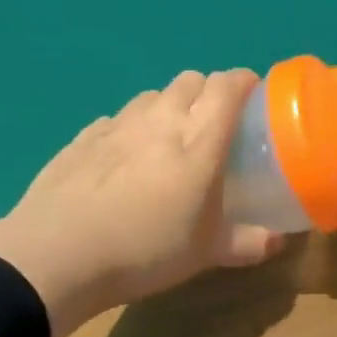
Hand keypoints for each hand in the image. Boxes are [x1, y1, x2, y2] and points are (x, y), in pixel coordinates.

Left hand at [0, 69, 283, 336]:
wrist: (57, 256)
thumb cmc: (146, 250)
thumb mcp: (207, 254)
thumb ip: (248, 243)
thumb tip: (279, 240)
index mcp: (199, 142)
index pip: (227, 87)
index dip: (245, 83)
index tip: (255, 98)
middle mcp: (160, 121)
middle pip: (191, 80)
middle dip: (209, 92)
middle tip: (216, 125)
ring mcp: (117, 126)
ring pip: (153, 95)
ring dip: (170, 106)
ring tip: (171, 140)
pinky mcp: (83, 138)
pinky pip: (117, 119)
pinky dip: (132, 128)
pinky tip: (127, 158)